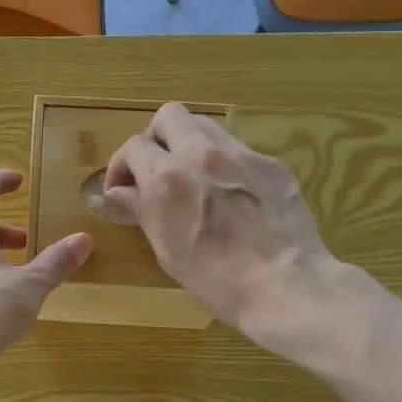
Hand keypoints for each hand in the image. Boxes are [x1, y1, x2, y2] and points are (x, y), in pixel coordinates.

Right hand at [103, 104, 334, 358]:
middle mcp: (200, 154)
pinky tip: (230, 196)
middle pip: (168, 116)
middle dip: (155, 139)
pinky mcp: (270, 164)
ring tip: (191, 178)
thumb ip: (141, 210)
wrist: (284, 285)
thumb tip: (117, 193)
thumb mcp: (167, 249)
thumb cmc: (215, 280)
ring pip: (205, 126)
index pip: (132, 147)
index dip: (121, 166)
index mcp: (166, 178)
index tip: (121, 189)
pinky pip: (237, 150)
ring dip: (189, 144)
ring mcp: (240, 154)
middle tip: (155, 169)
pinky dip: (222, 164)